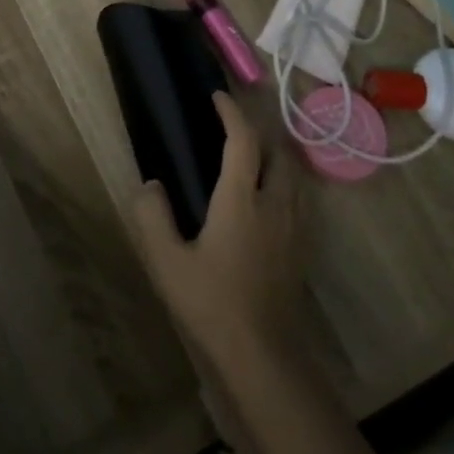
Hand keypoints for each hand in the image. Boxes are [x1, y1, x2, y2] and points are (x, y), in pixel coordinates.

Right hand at [128, 92, 307, 372]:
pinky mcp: (302, 249)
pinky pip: (300, 199)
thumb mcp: (166, 261)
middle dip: (260, 130)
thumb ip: (153, 216)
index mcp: (242, 200)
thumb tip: (150, 184)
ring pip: (295, 175)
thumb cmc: (211, 303)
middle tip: (235, 127)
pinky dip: (285, 182)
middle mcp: (276, 205)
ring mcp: (295, 228)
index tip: (217, 96)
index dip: (231, 113)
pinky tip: (267, 200)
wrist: (263, 357)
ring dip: (276, 155)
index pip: (243, 141)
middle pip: (280, 151)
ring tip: (252, 157)